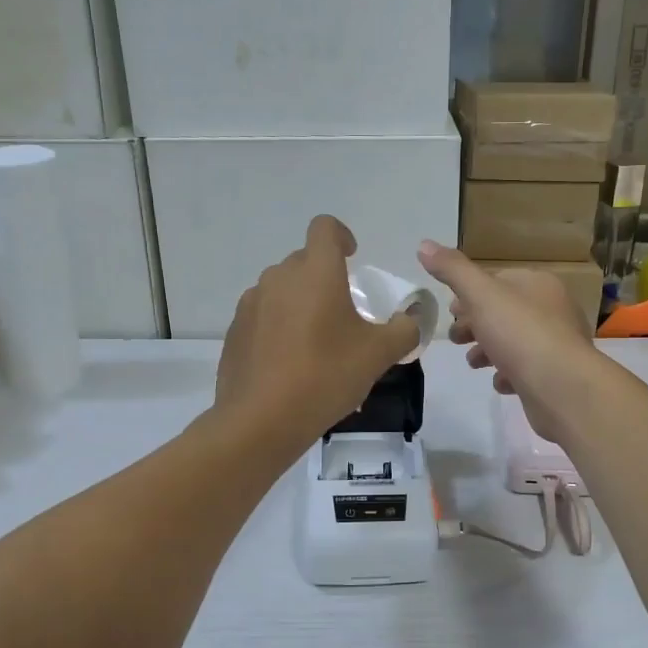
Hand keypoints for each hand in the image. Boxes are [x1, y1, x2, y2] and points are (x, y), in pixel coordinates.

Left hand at [216, 216, 418, 445]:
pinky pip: (263, 315)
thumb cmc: (326, 376)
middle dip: (325, 277)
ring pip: (282, 289)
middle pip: (304, 261)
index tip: (353, 257)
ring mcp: (252, 303)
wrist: (261, 420)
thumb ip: (404, 330)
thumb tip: (412, 319)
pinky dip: (278, 326)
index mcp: (316, 272)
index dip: (341, 236)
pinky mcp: (235, 330)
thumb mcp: (379, 355)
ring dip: (301, 302)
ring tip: (316, 341)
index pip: (325, 228)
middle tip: (344, 313)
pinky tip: (289, 362)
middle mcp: (279, 277)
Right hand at [417, 241, 603, 443]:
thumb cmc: (520, 332)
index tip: (449, 310)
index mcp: (538, 284)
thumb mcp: (480, 294)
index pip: (500, 280)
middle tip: (455, 338)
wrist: (561, 386)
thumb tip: (423, 245)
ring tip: (473, 362)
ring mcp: (556, 344)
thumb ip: (452, 270)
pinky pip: (527, 370)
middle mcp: (552, 310)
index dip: (471, 293)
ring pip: (514, 341)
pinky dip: (509, 374)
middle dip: (476, 324)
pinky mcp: (556, 375)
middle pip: (505, 312)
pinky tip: (499, 382)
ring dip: (489, 350)